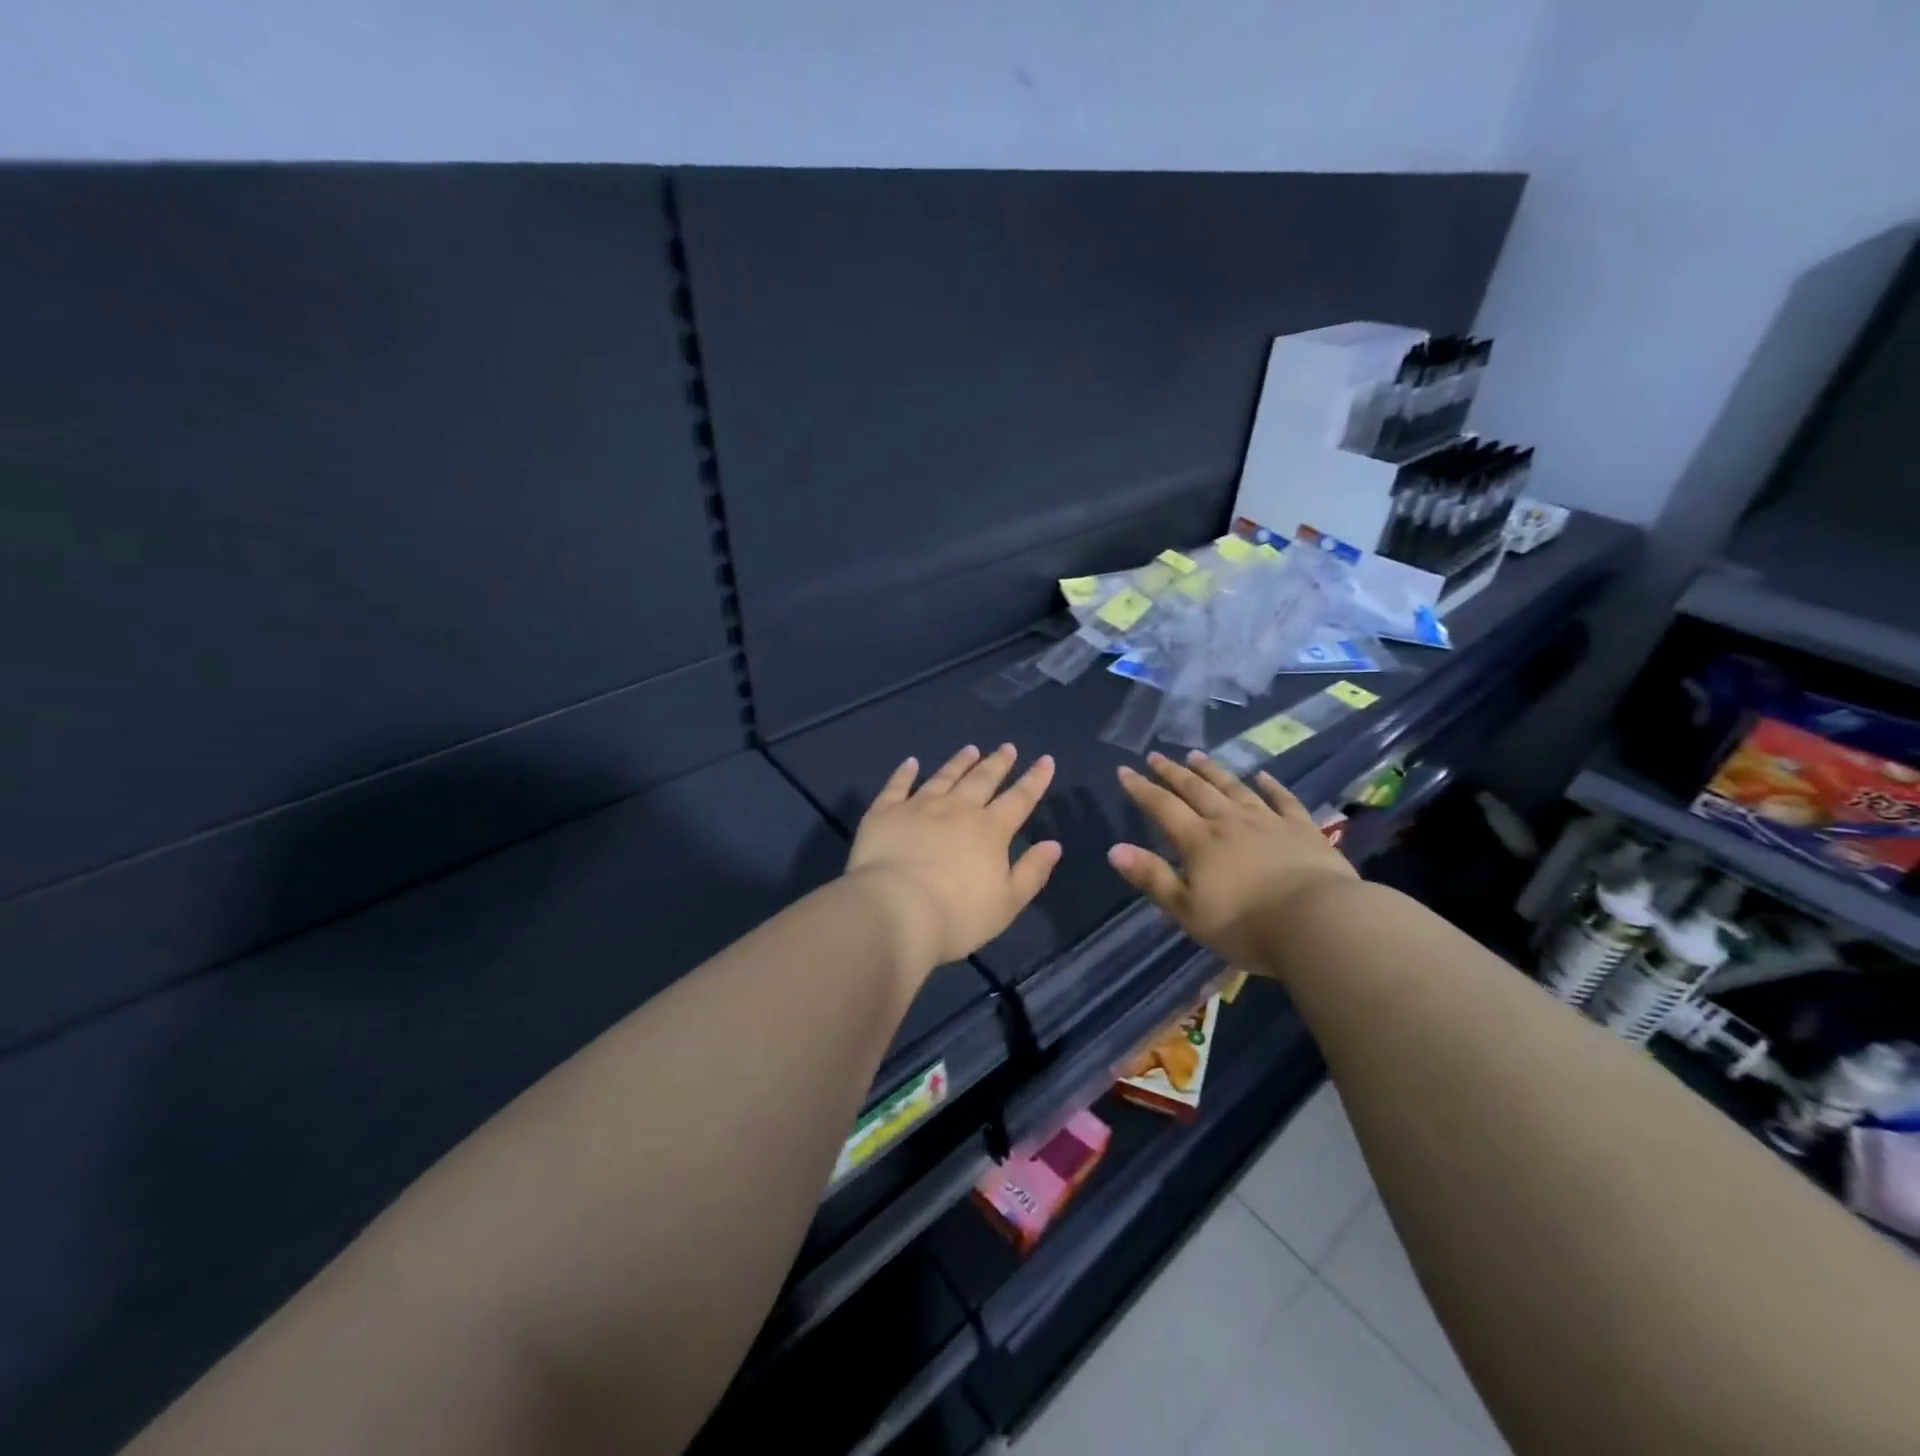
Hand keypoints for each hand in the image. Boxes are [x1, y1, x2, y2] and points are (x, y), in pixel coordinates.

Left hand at [847, 744, 1061, 968]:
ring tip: (970, 749)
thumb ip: (1032, 872)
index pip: (1019, 799)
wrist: (896, 911)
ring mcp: (919, 807)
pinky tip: (910, 762)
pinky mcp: (885, 813)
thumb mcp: (1007, 902)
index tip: (1045, 760)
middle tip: (1007, 747)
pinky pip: (897, 786)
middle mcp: (957, 809)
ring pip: (944, 777)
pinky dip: (904, 773)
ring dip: (959, 762)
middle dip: (998, 763)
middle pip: (982, 780)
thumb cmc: (958, 915)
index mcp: (990, 830)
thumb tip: (1053, 844)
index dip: (1035, 780)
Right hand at [1108, 750, 1357, 969]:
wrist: (1318, 922)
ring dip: (1212, 771)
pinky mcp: (1302, 829)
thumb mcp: (1187, 910)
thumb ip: (1152, 877)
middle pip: (1195, 790)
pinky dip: (1270, 786)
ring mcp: (1267, 821)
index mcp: (1198, 841)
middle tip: (1156, 755)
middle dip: (1172, 772)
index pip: (1162, 807)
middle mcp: (1228, 821)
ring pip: (1234, 788)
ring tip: (1196, 756)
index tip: (1124, 770)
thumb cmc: (1245, 924)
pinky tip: (1262, 776)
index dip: (1141, 789)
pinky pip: (1283, 800)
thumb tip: (1114, 849)